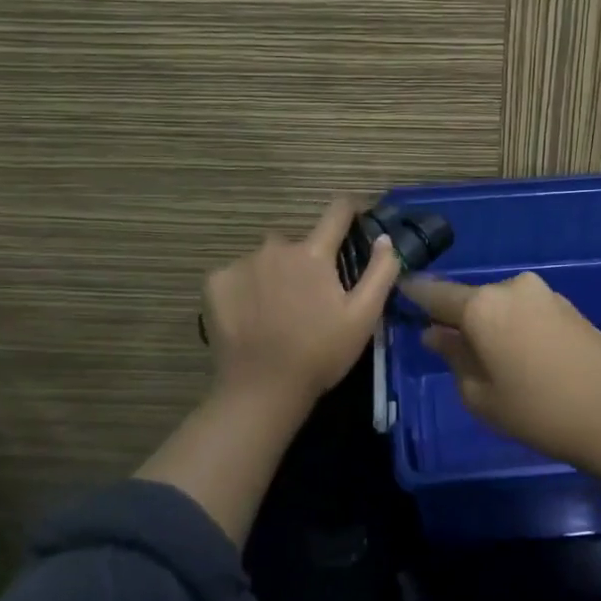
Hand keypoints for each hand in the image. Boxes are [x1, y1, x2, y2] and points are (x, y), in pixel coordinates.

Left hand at [204, 198, 400, 410]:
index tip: (357, 217)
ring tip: (277, 312)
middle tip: (310, 299)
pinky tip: (250, 317)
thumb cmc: (320, 354)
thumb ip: (380, 272)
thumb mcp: (363, 317)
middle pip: (298, 244)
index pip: (337, 212)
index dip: (351, 209)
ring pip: (266, 260)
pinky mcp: (215, 283)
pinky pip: (237, 275)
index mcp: (313, 254)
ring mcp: (241, 263)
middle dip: (307, 262)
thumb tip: (384, 238)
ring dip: (275, 275)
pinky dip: (245, 289)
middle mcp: (275, 248)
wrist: (262, 390)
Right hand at [401, 271, 600, 469]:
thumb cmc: (539, 409)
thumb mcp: (482, 395)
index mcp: (482, 305)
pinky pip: (526, 313)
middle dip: (458, 320)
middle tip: (449, 350)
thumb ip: (453, 358)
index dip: (415, 295)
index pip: (437, 294)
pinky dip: (514, 329)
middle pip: (472, 301)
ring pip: (500, 307)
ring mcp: (544, 294)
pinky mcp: (568, 306)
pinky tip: (522, 359)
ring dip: (489, 327)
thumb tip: (435, 334)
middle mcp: (511, 288)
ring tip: (491, 363)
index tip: (399, 293)